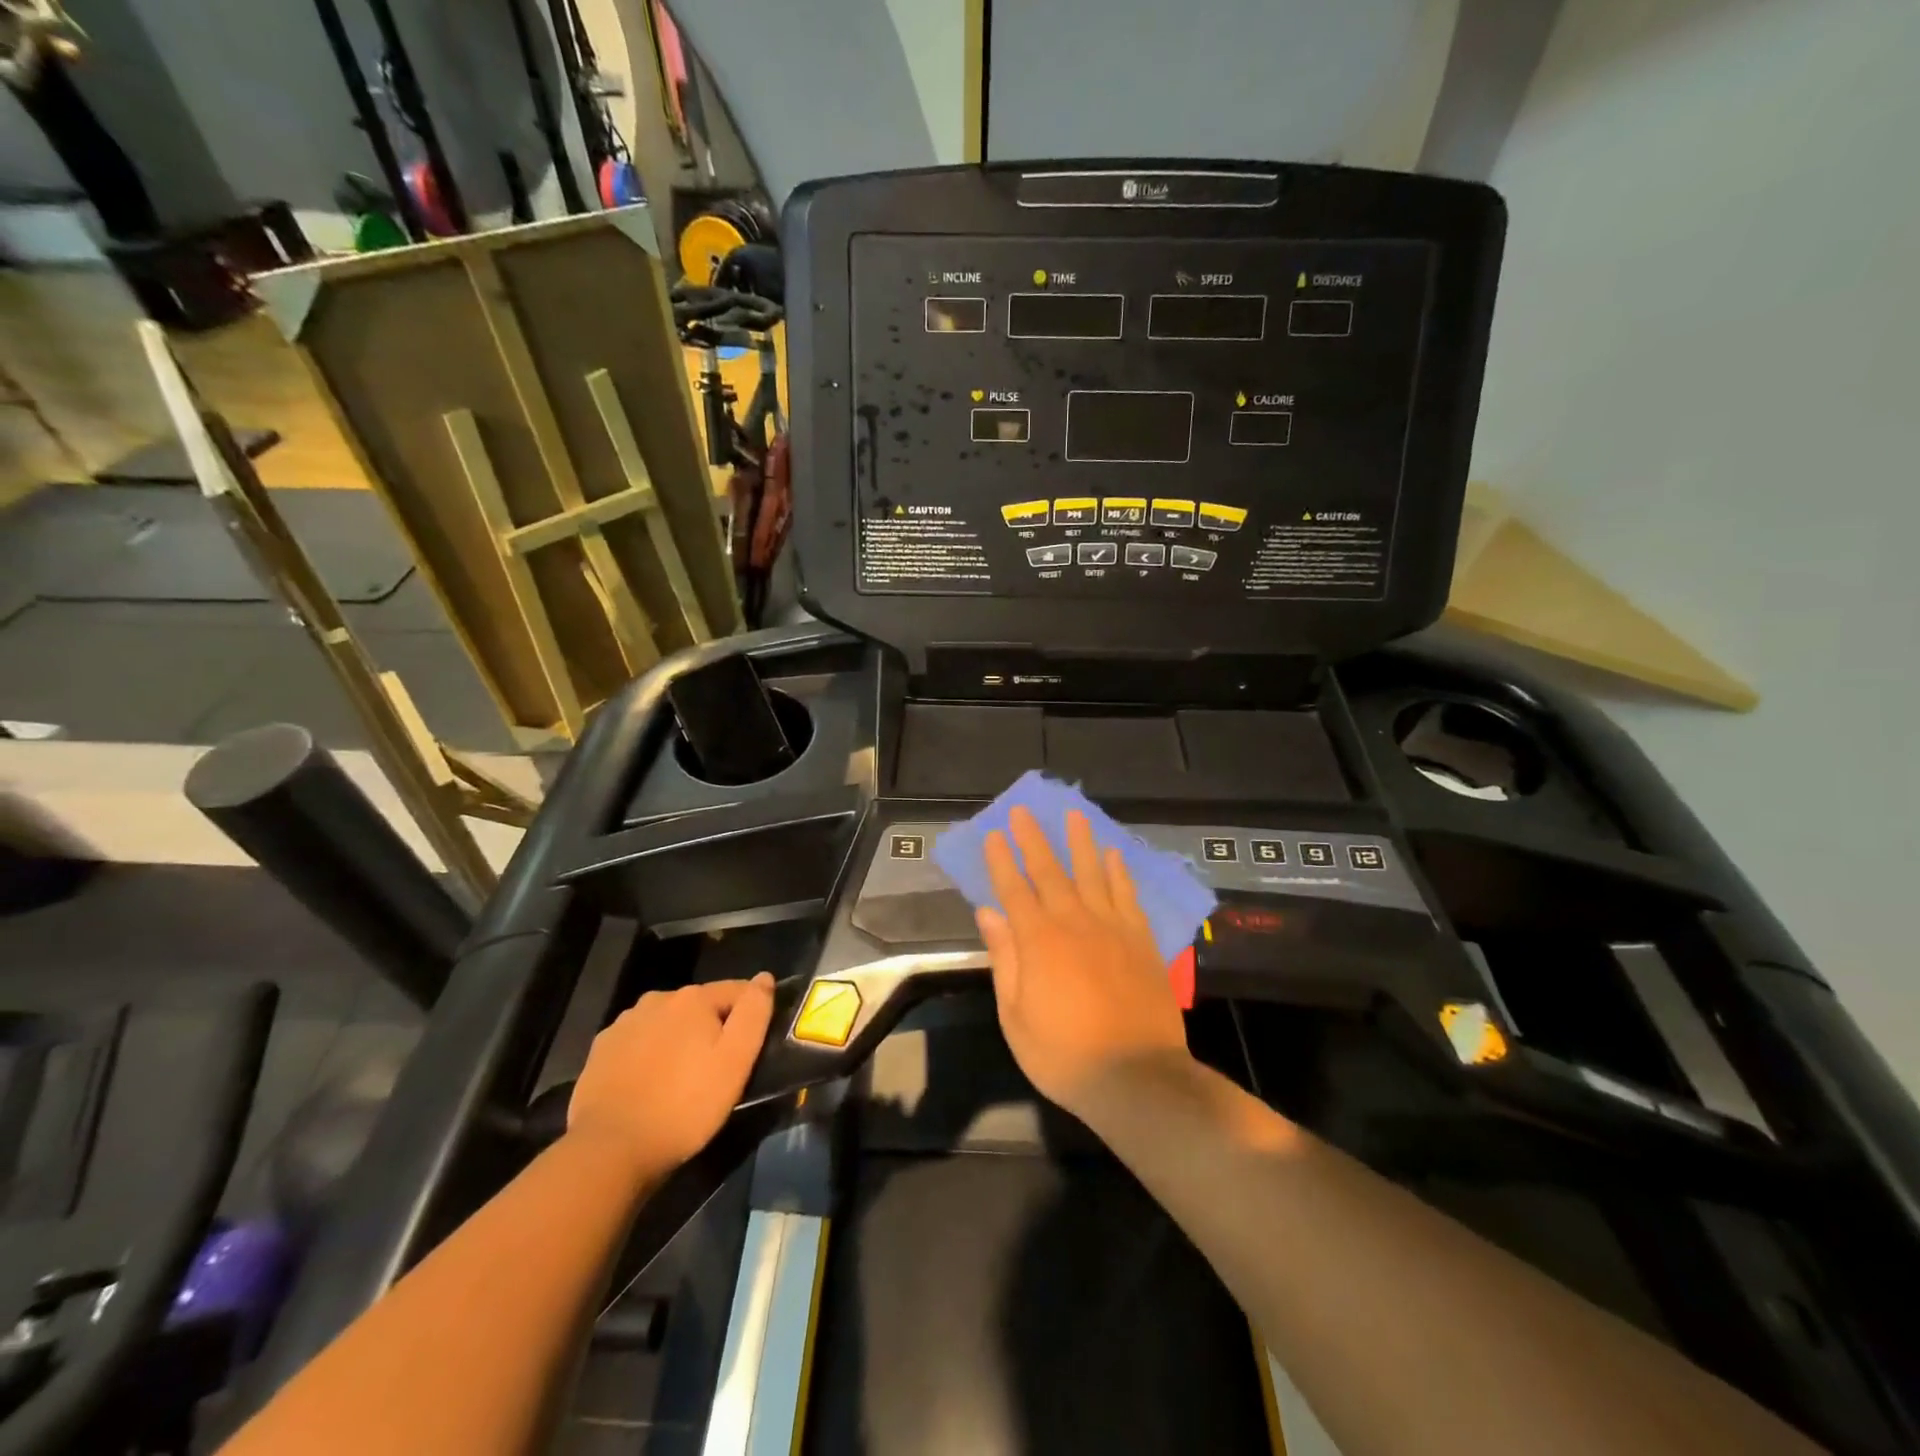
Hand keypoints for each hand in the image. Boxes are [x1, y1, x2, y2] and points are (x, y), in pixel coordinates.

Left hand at [568, 975, 774, 1176]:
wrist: (610, 1150)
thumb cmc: (684, 1105)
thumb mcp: (736, 1061)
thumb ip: (754, 1013)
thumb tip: (764, 977)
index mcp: (693, 998)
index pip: (737, 990)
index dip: (750, 1015)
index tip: (752, 1047)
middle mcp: (657, 999)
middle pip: (700, 1006)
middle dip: (712, 1028)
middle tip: (717, 1069)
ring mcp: (624, 1024)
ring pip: (667, 1023)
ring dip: (679, 1040)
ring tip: (682, 1079)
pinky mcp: (600, 1050)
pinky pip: (638, 1043)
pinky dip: (649, 1055)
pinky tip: (649, 1085)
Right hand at [977, 807, 1190, 1118]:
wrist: (1136, 1075)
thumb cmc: (1064, 1054)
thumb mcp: (1016, 1016)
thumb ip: (1004, 959)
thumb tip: (989, 914)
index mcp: (1038, 941)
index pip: (1014, 890)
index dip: (1001, 861)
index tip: (993, 835)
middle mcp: (1074, 922)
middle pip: (1050, 872)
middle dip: (1034, 839)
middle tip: (1024, 810)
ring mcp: (1112, 928)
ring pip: (1093, 873)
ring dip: (1081, 842)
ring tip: (1075, 814)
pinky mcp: (1141, 940)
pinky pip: (1128, 896)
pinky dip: (1120, 873)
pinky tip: (1115, 855)